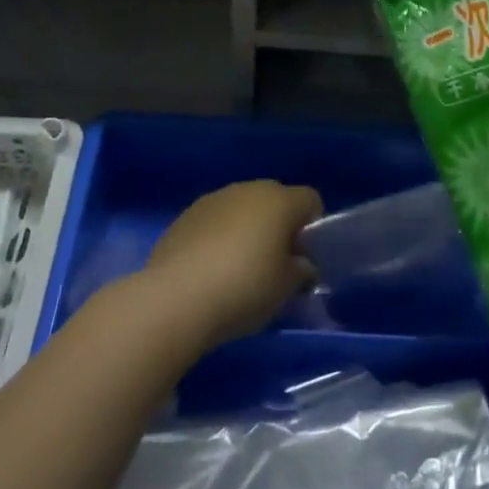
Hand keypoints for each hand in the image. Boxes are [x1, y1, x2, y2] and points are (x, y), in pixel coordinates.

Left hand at [141, 181, 321, 350]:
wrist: (175, 299)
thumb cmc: (244, 288)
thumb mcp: (286, 288)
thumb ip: (301, 271)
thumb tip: (301, 266)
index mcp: (279, 200)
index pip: (310, 200)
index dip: (313, 228)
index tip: (304, 259)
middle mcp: (247, 189)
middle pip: (275, 201)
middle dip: (279, 227)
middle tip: (275, 264)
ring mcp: (213, 200)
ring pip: (242, 209)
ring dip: (247, 230)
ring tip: (239, 269)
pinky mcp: (185, 216)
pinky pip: (214, 222)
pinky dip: (219, 238)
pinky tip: (210, 270)